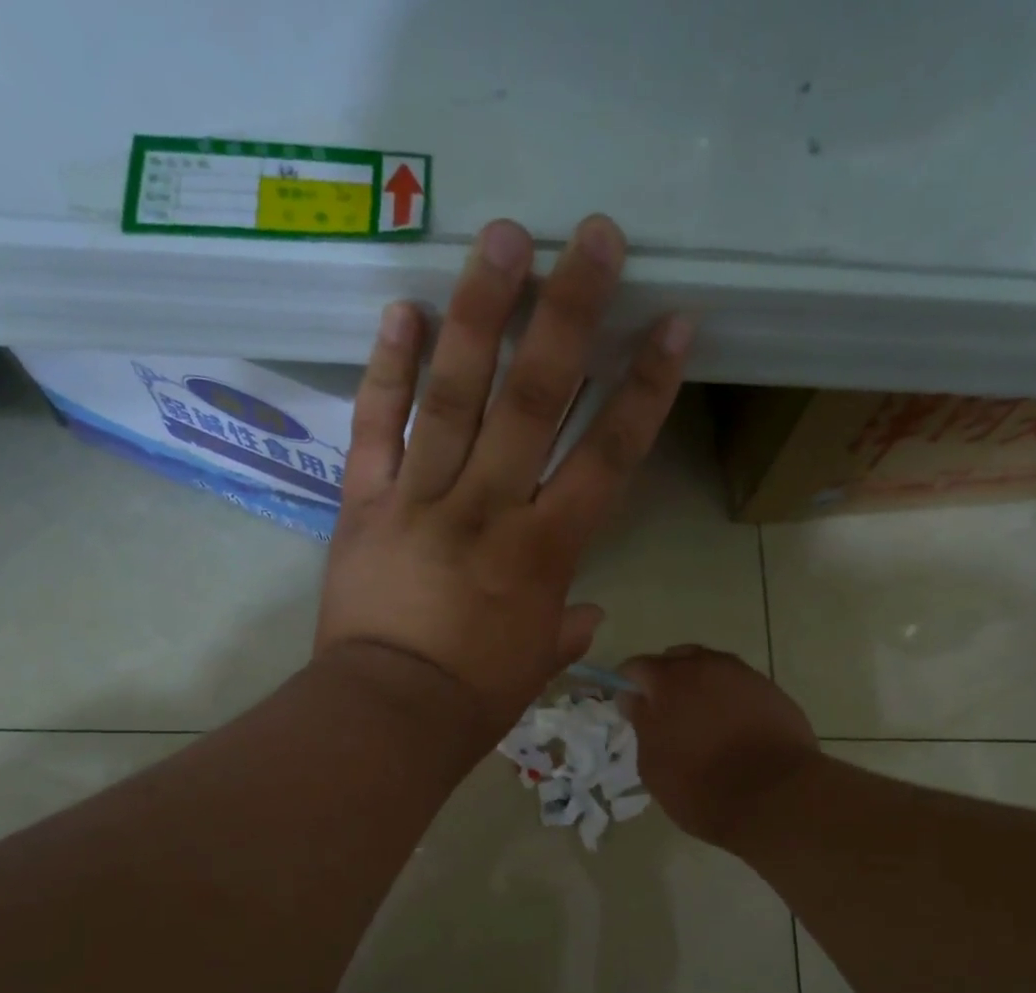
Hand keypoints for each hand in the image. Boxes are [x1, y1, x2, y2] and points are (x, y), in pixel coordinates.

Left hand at [315, 215, 693, 734]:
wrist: (388, 714)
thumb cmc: (475, 698)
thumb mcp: (537, 664)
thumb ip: (566, 627)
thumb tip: (584, 612)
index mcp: (544, 551)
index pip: (608, 455)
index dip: (644, 388)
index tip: (671, 324)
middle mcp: (489, 507)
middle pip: (536, 398)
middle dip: (569, 312)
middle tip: (591, 235)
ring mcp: (422, 498)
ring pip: (455, 393)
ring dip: (480, 311)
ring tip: (501, 236)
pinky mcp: (365, 503)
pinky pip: (375, 426)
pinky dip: (386, 368)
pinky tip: (401, 307)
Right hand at [619, 647, 819, 845]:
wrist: (776, 798)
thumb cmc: (701, 786)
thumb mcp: (653, 764)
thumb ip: (641, 723)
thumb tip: (635, 699)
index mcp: (670, 680)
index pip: (636, 668)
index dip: (628, 686)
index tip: (629, 709)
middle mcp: (708, 666)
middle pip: (677, 659)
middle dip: (666, 680)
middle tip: (664, 714)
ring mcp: (745, 676)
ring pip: (712, 669)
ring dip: (700, 687)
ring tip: (701, 721)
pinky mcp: (774, 693)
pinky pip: (740, 687)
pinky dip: (729, 700)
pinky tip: (732, 729)